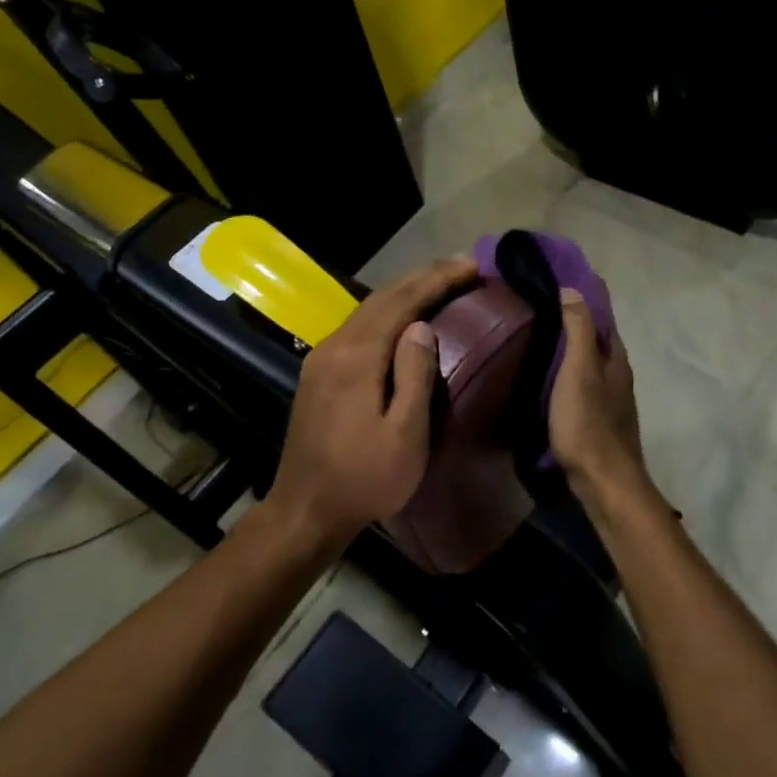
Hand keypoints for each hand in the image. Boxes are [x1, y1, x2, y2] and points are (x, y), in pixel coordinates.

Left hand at [263, 255, 477, 550]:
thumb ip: (414, 375)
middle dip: (423, 277)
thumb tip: (422, 326)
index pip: (401, 302)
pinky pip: (358, 327)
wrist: (305, 511)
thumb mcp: (405, 436)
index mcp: (356, 357)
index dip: (438, 280)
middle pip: (382, 298)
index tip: (472, 266)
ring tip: (439, 282)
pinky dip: (387, 312)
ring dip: (404, 291)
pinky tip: (403, 317)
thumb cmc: (363, 479)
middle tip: (462, 266)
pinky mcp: (318, 373)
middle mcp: (334, 346)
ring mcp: (321, 358)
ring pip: (367, 309)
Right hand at [549, 286, 652, 504]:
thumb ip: (578, 330)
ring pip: (589, 362)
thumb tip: (573, 289)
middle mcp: (617, 374)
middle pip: (596, 339)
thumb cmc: (589, 423)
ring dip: (570, 347)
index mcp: (615, 358)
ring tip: (539, 335)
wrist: (604, 481)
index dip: (585, 296)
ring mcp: (609, 399)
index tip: (560, 277)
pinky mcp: (597, 419)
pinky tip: (547, 376)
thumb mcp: (579, 371)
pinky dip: (566, 372)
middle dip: (575, 320)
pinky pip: (581, 383)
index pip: (602, 316)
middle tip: (540, 303)